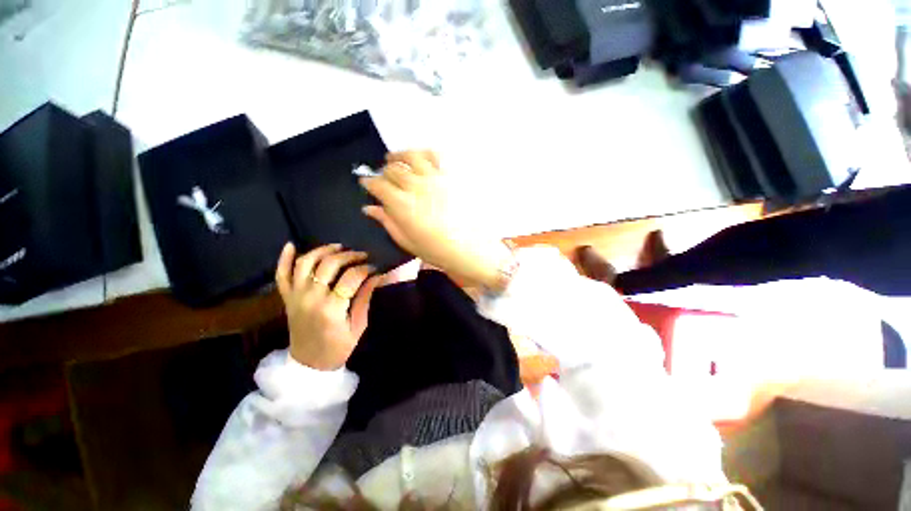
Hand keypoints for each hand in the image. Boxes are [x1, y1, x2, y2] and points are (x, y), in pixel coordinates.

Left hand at [275, 243, 380, 369]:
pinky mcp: (286, 298)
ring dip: (323, 250)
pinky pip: (281, 275)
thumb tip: (377, 276)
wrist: (309, 364)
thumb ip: (365, 299)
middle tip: (362, 255)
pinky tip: (292, 244)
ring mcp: (295, 296)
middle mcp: (311, 298)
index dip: (366, 268)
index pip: (351, 277)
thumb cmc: (338, 347)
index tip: (375, 267)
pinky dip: (284, 258)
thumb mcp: (358, 326)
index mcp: (331, 309)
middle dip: (349, 255)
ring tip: (339, 247)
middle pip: (329, 264)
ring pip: (305, 263)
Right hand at [360, 151, 510, 288]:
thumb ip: (387, 222)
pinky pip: (436, 156)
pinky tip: (422, 159)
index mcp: (401, 205)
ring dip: (400, 155)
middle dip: (383, 171)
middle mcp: (416, 186)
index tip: (367, 184)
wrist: (471, 248)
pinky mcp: (451, 176)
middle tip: (384, 177)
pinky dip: (425, 154)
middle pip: (392, 169)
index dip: (369, 183)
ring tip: (395, 158)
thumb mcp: (407, 241)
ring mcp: (435, 178)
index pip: (378, 185)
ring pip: (412, 156)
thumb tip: (369, 208)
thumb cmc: (437, 250)